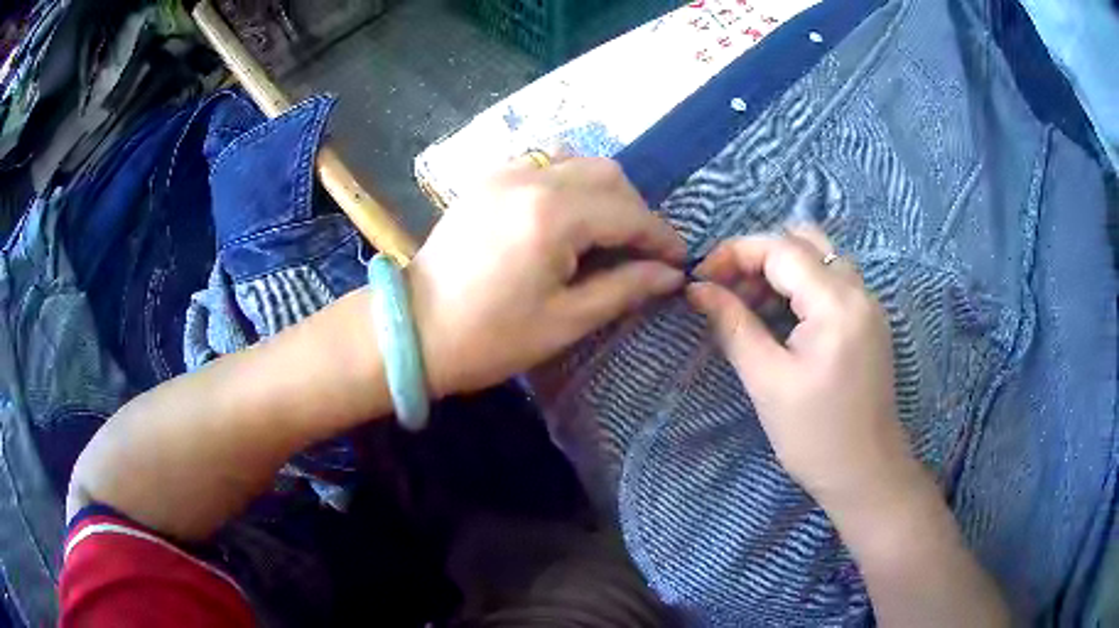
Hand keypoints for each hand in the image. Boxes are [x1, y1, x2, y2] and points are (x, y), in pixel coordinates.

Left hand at [407, 155, 685, 396]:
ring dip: (605, 190)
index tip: (678, 260)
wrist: (415, 330)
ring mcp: (504, 172)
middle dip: (635, 210)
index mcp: (553, 216)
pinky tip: (569, 211)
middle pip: (608, 174)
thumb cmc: (490, 337)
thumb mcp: (565, 320)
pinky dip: (569, 180)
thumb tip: (670, 274)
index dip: (660, 236)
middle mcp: (532, 179)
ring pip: (578, 161)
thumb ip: (624, 288)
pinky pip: (543, 163)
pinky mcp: (487, 178)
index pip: (628, 213)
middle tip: (642, 250)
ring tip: (608, 230)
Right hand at [687, 225, 924, 514]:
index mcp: (836, 304)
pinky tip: (780, 319)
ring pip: (819, 258)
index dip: (735, 253)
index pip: (781, 248)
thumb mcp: (767, 381)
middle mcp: (858, 291)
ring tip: (749, 306)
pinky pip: (831, 281)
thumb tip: (697, 289)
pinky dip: (800, 287)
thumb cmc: (814, 436)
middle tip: (727, 290)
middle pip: (803, 241)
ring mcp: (868, 304)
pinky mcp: (869, 320)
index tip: (701, 279)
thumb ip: (733, 324)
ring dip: (780, 270)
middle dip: (758, 256)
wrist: (865, 473)